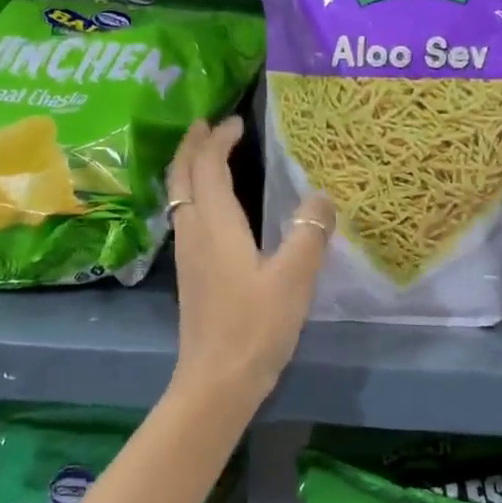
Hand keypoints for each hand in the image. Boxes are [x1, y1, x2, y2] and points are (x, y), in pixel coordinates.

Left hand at [165, 116, 334, 405]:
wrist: (216, 381)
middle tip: (207, 124)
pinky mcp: (191, 276)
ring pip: (179, 198)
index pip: (208, 167)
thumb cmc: (255, 327)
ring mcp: (188, 256)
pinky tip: (212, 208)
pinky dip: (194, 196)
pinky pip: (186, 218)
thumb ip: (309, 233)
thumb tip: (322, 196)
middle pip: (182, 177)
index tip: (236, 121)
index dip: (218, 140)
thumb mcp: (293, 278)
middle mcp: (193, 233)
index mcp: (215, 225)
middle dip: (192, 146)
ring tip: (206, 155)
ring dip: (189, 170)